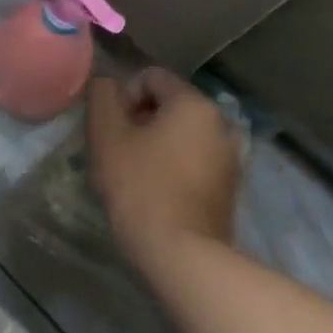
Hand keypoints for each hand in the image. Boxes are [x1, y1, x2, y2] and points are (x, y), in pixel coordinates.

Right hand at [86, 68, 242, 273]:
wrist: (181, 255)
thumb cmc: (139, 186)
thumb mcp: (105, 134)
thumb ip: (102, 96)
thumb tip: (108, 84)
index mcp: (194, 103)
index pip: (151, 77)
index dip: (123, 97)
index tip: (111, 129)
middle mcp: (221, 123)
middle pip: (168, 105)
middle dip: (139, 121)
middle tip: (117, 152)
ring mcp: (231, 158)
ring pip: (180, 135)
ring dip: (155, 145)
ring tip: (134, 174)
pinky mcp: (229, 188)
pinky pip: (193, 161)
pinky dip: (172, 167)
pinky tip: (155, 193)